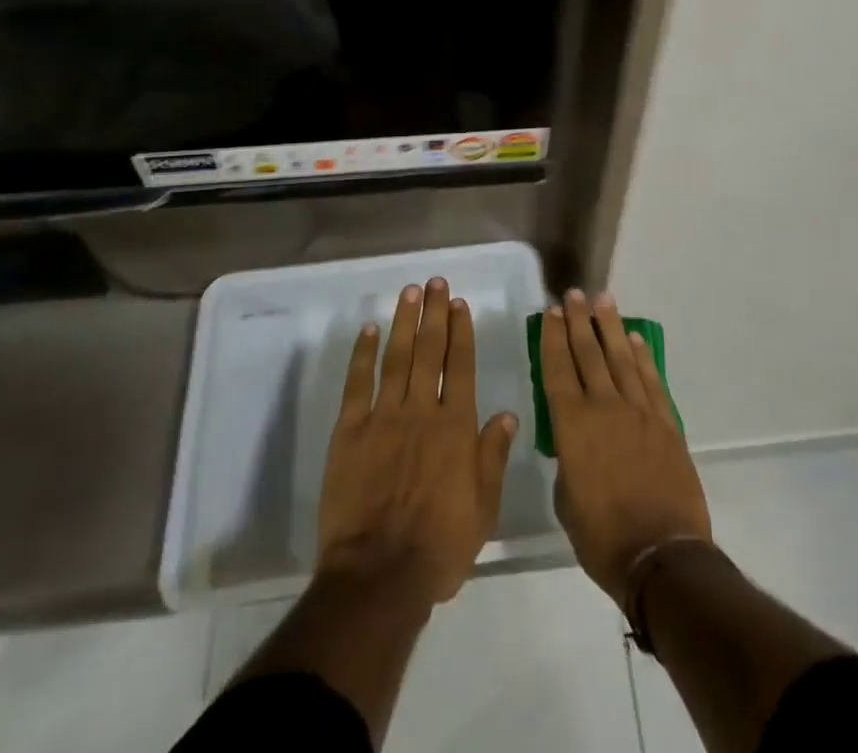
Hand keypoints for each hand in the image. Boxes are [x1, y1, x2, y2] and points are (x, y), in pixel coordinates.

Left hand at [317, 277, 518, 607]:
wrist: (378, 575)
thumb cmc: (439, 547)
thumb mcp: (483, 509)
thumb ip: (493, 457)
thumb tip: (508, 414)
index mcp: (455, 427)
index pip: (460, 365)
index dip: (460, 331)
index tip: (458, 303)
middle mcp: (421, 410)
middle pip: (429, 350)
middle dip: (433, 313)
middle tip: (434, 282)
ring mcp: (383, 417)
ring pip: (396, 357)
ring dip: (403, 322)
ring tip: (409, 292)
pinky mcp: (349, 431)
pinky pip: (358, 383)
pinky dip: (363, 354)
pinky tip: (369, 330)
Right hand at [540, 288, 711, 606]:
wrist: (662, 557)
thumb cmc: (602, 538)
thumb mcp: (567, 501)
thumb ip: (568, 462)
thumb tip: (575, 445)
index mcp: (572, 426)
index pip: (557, 370)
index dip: (553, 339)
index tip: (551, 312)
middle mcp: (604, 408)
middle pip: (589, 354)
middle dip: (579, 321)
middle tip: (574, 294)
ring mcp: (639, 412)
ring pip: (621, 358)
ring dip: (611, 327)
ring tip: (604, 300)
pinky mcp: (666, 424)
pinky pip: (651, 381)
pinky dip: (642, 357)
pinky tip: (635, 340)